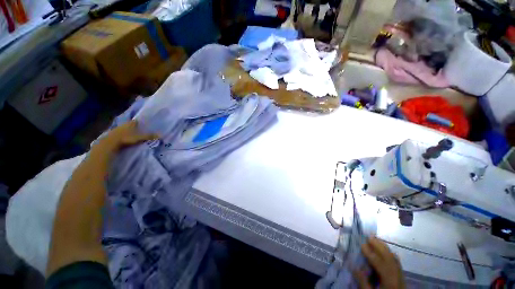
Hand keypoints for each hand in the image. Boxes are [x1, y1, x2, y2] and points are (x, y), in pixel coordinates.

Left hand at [93, 120, 157, 154]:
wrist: (110, 142)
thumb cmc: (126, 138)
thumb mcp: (140, 137)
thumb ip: (149, 136)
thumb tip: (161, 135)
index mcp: (131, 123)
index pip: (137, 121)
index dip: (141, 123)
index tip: (145, 125)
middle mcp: (124, 124)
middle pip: (131, 125)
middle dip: (135, 127)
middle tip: (140, 131)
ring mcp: (118, 129)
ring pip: (125, 129)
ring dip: (129, 131)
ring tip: (134, 135)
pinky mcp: (113, 134)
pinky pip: (120, 133)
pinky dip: (124, 135)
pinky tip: (126, 139)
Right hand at [355, 237, 404, 288]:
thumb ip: (362, 281)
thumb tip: (353, 266)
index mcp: (389, 280)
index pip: (379, 263)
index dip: (370, 253)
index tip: (361, 244)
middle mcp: (397, 276)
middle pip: (389, 258)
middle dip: (379, 246)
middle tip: (369, 236)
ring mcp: (401, 275)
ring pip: (394, 259)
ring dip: (385, 248)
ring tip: (376, 240)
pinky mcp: (402, 276)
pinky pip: (397, 262)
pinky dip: (390, 254)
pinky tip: (385, 250)